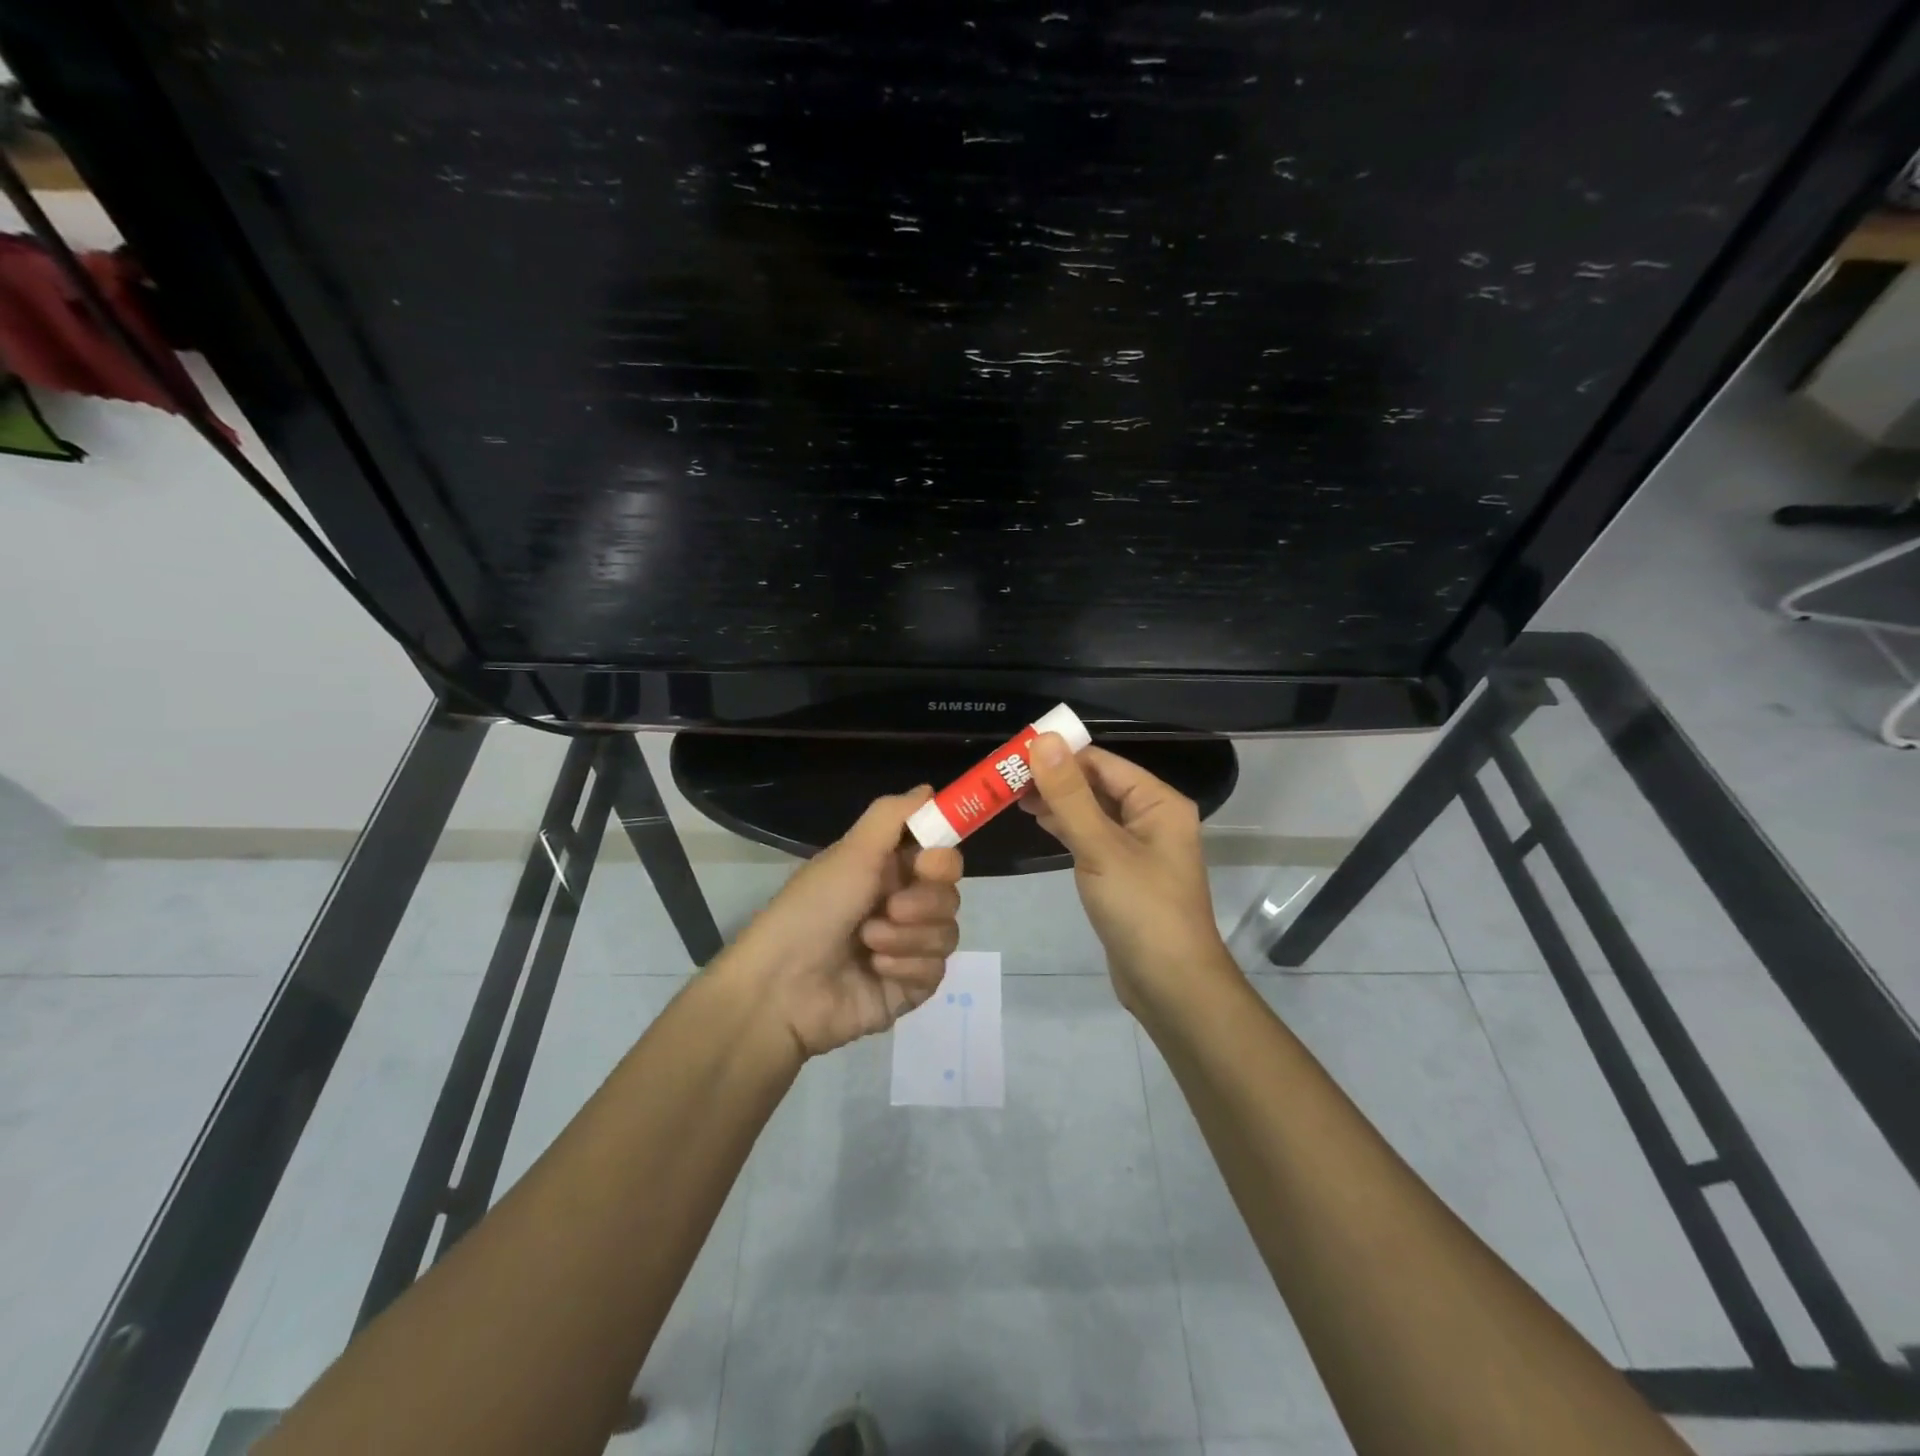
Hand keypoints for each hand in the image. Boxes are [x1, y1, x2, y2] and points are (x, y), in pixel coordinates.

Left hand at [721, 788, 963, 1057]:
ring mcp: (907, 948)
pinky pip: (935, 970)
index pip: (939, 856)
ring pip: (947, 933)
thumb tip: (929, 788)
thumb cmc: (813, 909)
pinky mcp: (909, 987)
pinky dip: (906, 967)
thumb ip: (893, 816)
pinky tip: (875, 969)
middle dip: (924, 902)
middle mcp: (901, 905)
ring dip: (908, 936)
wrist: (782, 987)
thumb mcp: (851, 853)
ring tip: (868, 942)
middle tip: (891, 908)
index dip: (942, 859)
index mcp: (887, 871)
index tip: (926, 863)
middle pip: (949, 895)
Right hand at [1022, 735, 1236, 1014]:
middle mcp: (1152, 818)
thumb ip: (1069, 794)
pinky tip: (1039, 822)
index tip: (1014, 753)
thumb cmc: (1141, 909)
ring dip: (1057, 802)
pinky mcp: (1124, 873)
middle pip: (1098, 784)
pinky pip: (1093, 837)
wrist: (1170, 985)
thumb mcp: (1101, 847)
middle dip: (1055, 778)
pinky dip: (1067, 827)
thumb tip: (1044, 740)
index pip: (1102, 762)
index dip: (1060, 754)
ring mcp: (1139, 847)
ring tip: (1012, 795)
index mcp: (1158, 802)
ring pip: (1092, 811)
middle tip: (1005, 777)